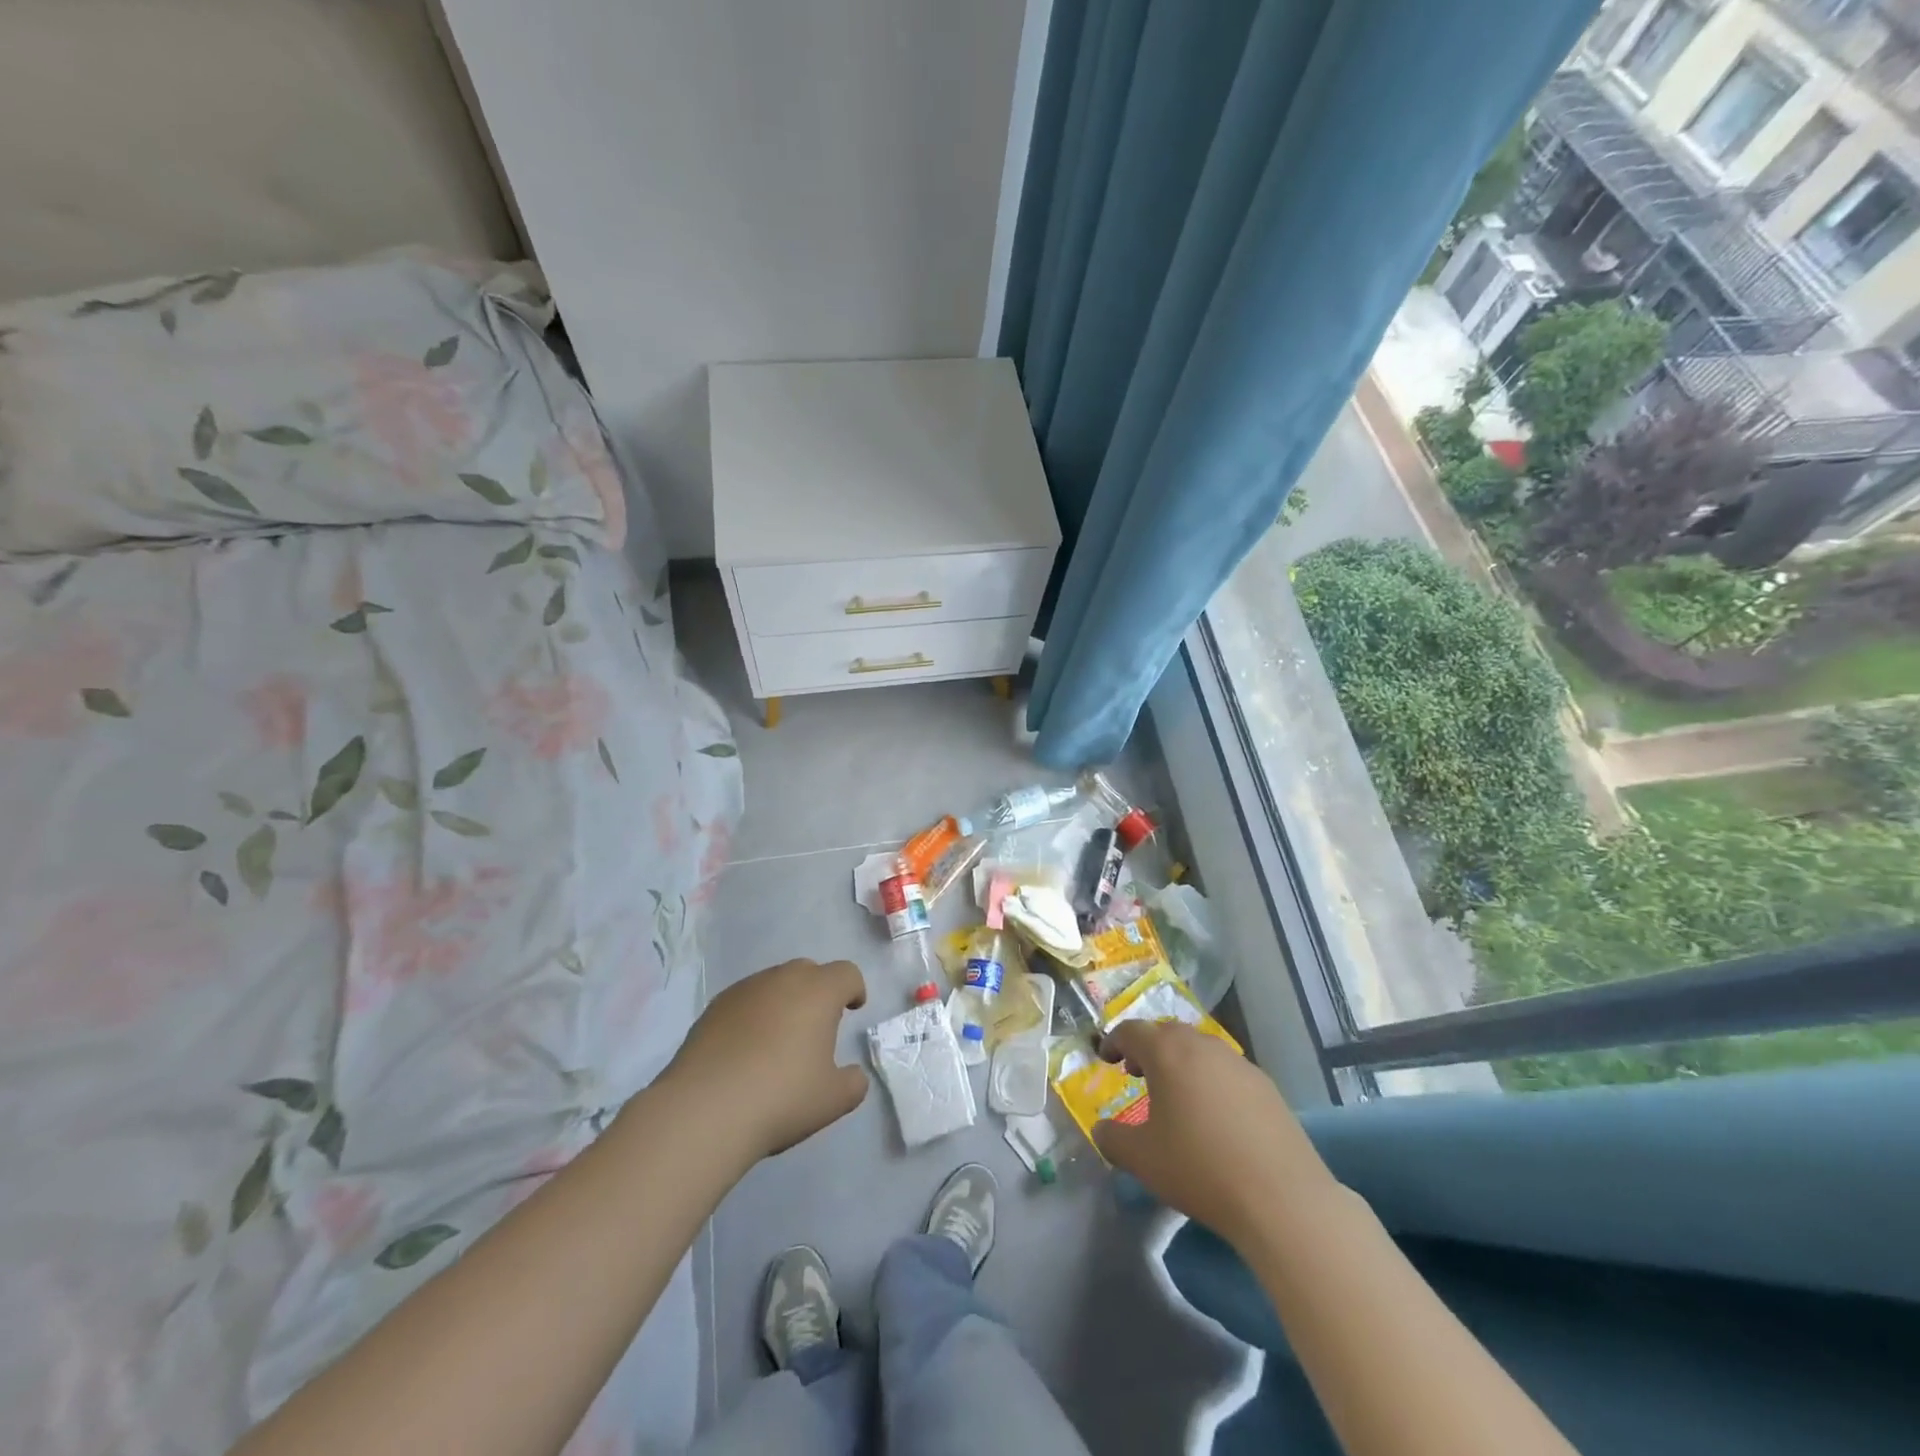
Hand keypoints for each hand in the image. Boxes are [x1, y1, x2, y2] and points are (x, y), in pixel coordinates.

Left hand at [666, 958, 869, 1161]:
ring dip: (783, 1001)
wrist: (703, 1111)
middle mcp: (781, 980)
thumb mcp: (833, 1100)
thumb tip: (852, 1074)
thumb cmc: (781, 1097)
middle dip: (818, 991)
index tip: (853, 1009)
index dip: (854, 988)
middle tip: (816, 1025)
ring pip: (773, 984)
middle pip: (808, 971)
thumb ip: (853, 1083)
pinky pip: (744, 1001)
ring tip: (778, 1040)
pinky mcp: (712, 1008)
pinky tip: (746, 1050)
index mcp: (818, 992)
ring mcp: (743, 990)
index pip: (846, 973)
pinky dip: (753, 1016)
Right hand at [1093, 1019, 1336, 1249]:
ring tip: (1175, 1095)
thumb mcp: (1142, 1160)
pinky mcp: (1266, 1086)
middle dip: (1148, 1048)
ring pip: (1200, 1048)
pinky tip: (1214, 1115)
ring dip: (1180, 1061)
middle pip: (1167, 1033)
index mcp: (1167, 1053)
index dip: (1113, 1041)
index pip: (1131, 1031)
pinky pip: (1226, 1069)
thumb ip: (1112, 1138)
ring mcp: (1239, 1063)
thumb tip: (1102, 1130)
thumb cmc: (1200, 1170)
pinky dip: (1210, 1079)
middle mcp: (1202, 1046)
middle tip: (1137, 1073)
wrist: (1282, 1199)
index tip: (1105, 1059)